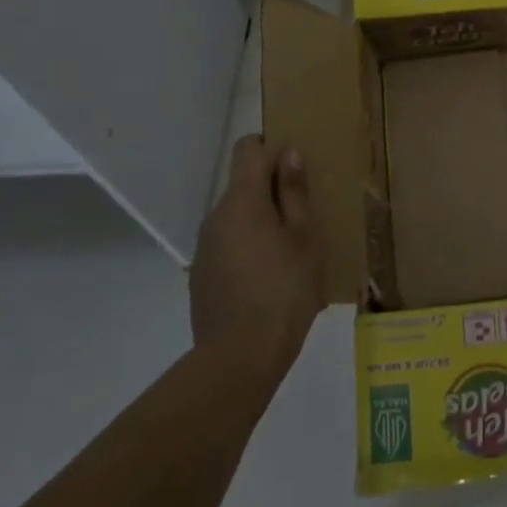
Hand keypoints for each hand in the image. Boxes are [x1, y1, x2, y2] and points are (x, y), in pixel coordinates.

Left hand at [188, 136, 323, 389]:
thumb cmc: (285, 291)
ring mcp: (205, 247)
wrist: (240, 359)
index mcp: (243, 201)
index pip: (248, 149)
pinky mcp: (201, 276)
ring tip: (289, 252)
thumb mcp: (305, 238)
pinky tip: (268, 278)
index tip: (295, 167)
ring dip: (260, 221)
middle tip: (304, 216)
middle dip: (271, 190)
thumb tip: (288, 154)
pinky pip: (227, 244)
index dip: (271, 148)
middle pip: (242, 184)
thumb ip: (294, 193)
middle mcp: (216, 216)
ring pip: (235, 217)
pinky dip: (247, 248)